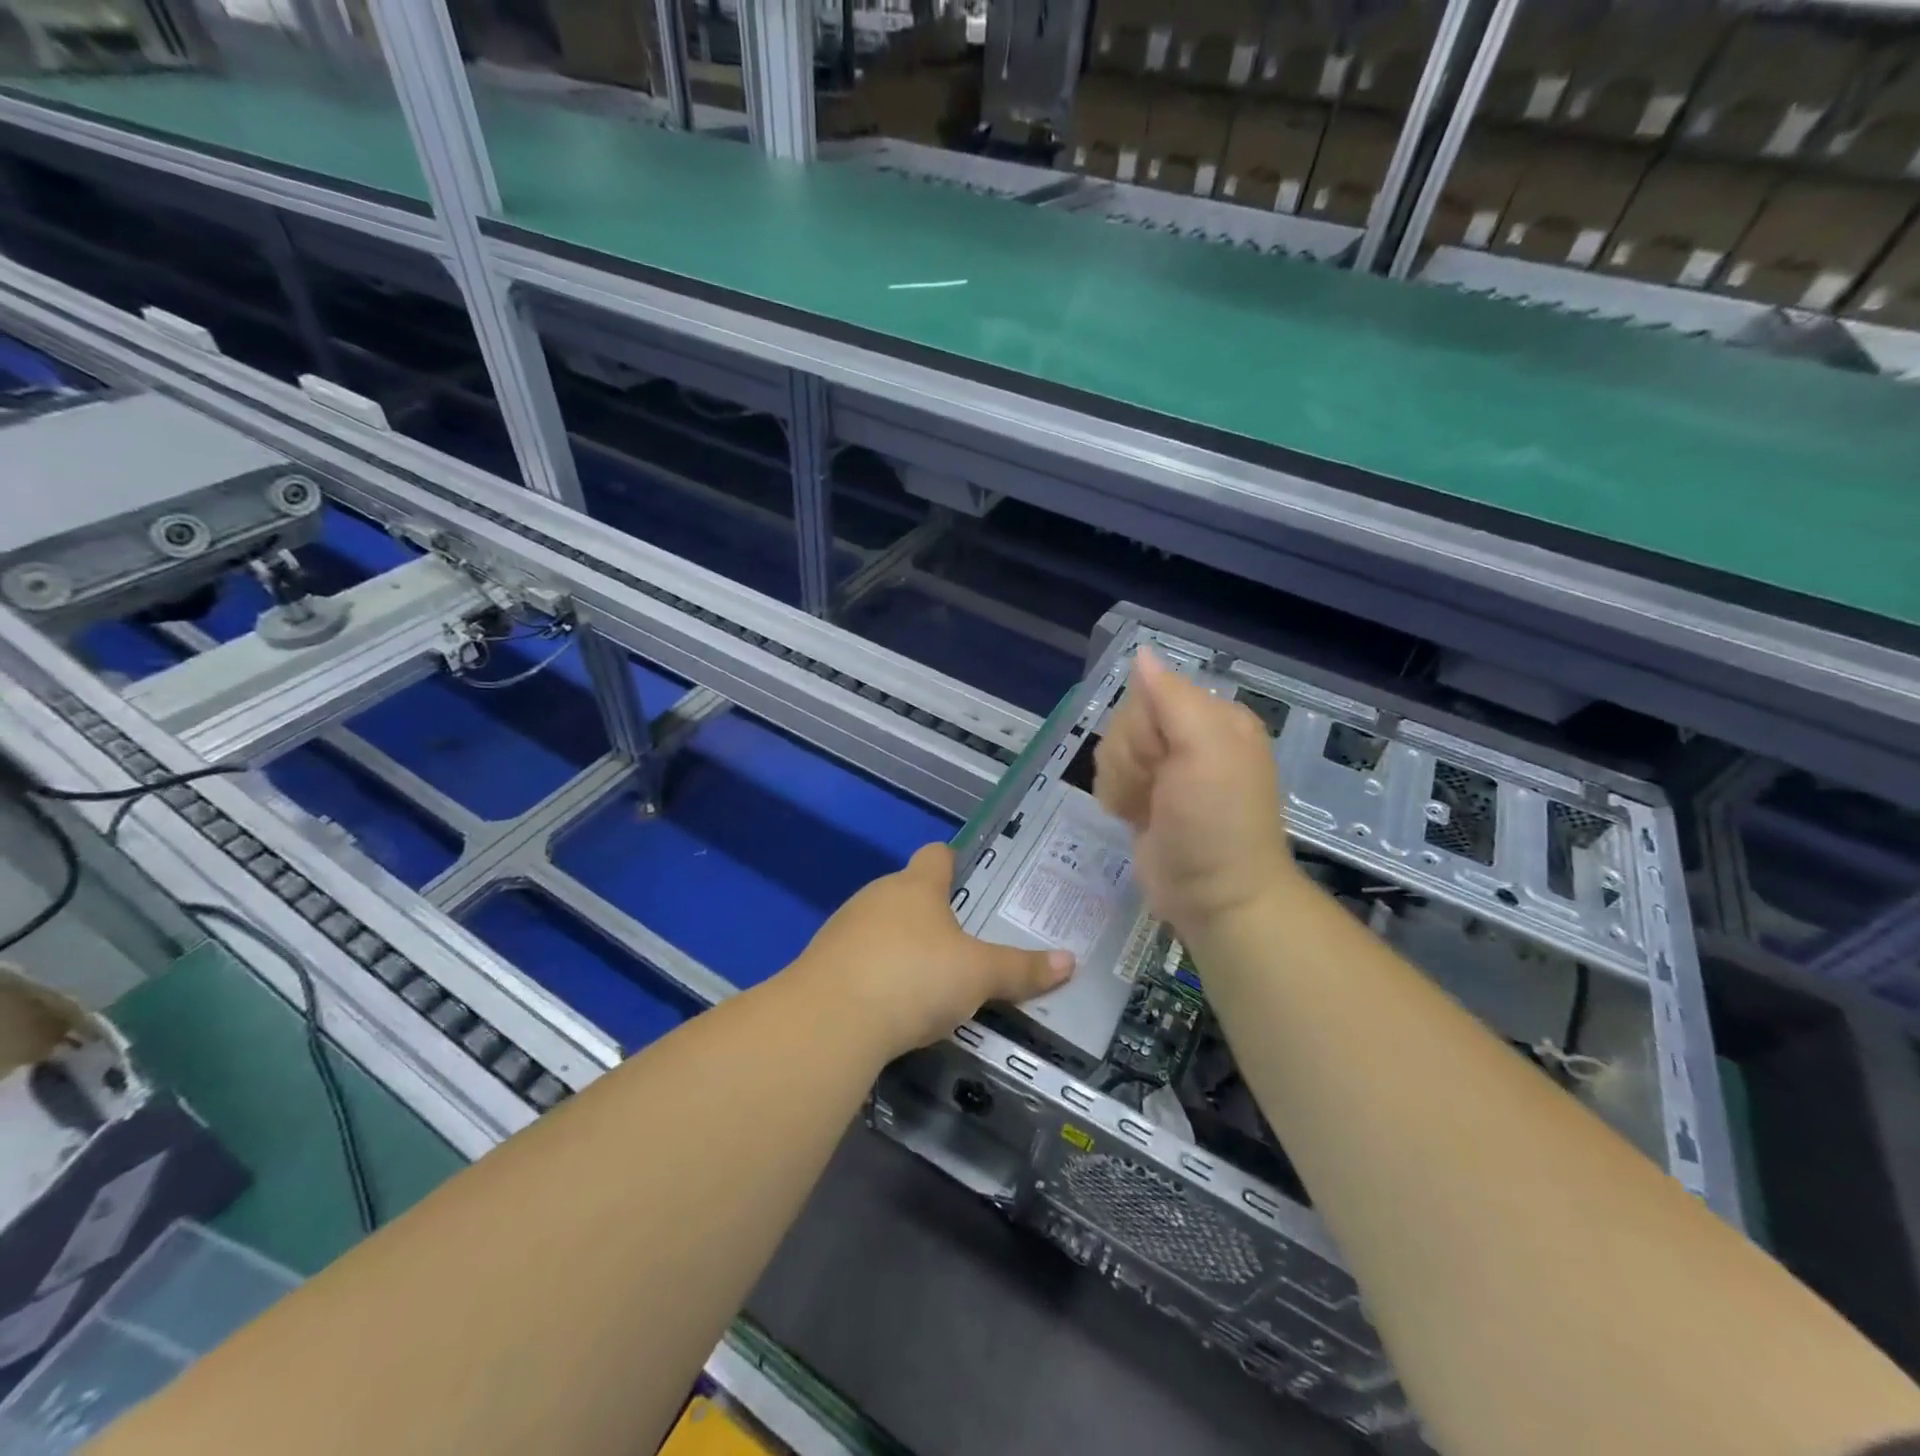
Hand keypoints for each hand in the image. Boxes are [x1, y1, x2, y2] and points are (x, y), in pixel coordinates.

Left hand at [791, 844, 1074, 1057]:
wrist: (829, 1020)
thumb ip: (1021, 969)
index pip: (937, 855)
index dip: (954, 862)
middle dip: (932, 914)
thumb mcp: (978, 976)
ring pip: (881, 926)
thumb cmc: (914, 977)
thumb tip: (1070, 960)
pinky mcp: (821, 964)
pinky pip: (859, 960)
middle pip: (908, 892)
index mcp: (916, 886)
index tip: (969, 877)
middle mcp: (877, 896)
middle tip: (963, 943)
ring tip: (929, 979)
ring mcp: (843, 928)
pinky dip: (876, 974)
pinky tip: (891, 1005)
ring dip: (902, 946)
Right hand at [1094, 650, 1297, 935]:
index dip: (1143, 729)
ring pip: (1111, 749)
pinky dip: (1114, 796)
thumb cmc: (1216, 822)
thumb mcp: (1205, 750)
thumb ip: (1172, 698)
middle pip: (1125, 721)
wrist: (1215, 897)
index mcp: (1212, 718)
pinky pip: (1108, 775)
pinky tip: (1133, 816)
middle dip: (1130, 758)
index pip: (1149, 693)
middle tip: (1158, 790)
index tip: (1163, 762)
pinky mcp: (1145, 797)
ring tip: (1146, 809)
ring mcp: (1165, 770)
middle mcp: (1189, 737)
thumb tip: (1142, 654)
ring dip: (1120, 781)